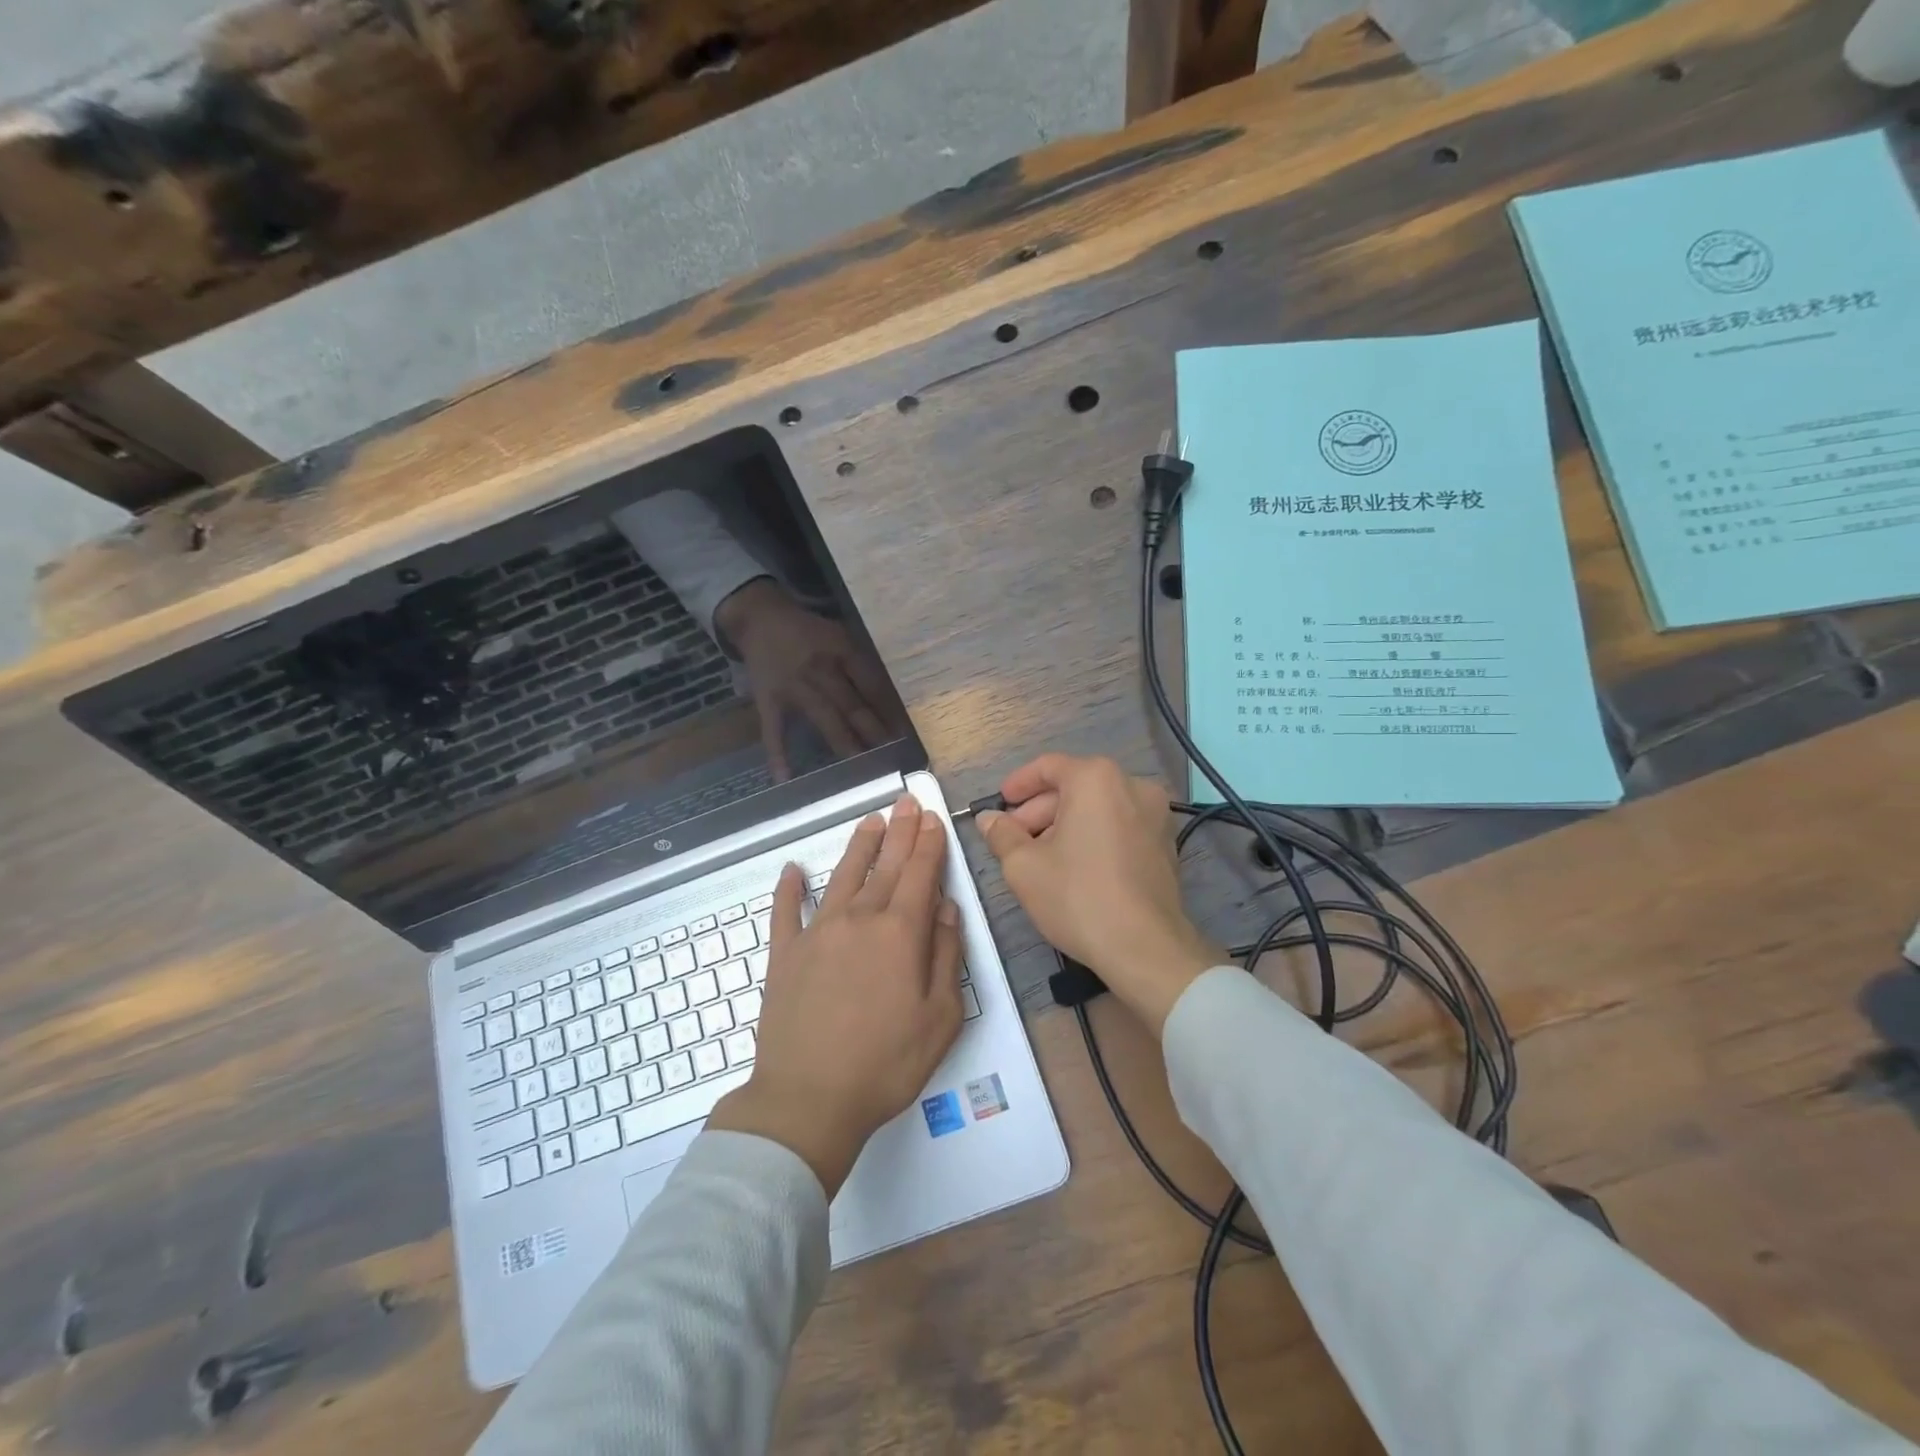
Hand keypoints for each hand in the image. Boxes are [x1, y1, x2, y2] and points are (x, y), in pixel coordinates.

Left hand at [707, 794, 963, 1195]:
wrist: (808, 1100)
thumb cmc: (886, 1064)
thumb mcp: (941, 1018)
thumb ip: (946, 956)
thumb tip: (945, 909)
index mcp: (899, 934)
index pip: (919, 874)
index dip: (928, 844)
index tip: (932, 818)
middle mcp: (859, 920)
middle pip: (884, 866)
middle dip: (899, 831)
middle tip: (906, 801)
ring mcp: (817, 934)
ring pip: (842, 877)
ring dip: (858, 847)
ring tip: (869, 821)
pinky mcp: (784, 955)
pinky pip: (786, 912)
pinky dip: (789, 888)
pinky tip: (792, 870)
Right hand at [715, 578, 903, 780]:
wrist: (760, 618)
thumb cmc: (808, 631)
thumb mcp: (840, 636)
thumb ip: (860, 664)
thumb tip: (887, 702)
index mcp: (843, 652)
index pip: (873, 686)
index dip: (889, 712)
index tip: (903, 736)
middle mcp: (822, 670)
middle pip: (853, 707)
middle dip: (874, 735)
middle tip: (891, 760)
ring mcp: (795, 688)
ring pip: (825, 721)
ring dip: (846, 747)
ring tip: (863, 771)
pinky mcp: (769, 701)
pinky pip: (774, 731)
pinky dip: (778, 755)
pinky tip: (785, 779)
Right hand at [978, 754, 1221, 1033]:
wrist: (1145, 948)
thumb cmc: (1078, 897)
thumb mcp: (1024, 866)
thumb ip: (1002, 834)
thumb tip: (989, 819)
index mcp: (1096, 779)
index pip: (1048, 767)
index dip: (1018, 785)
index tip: (1000, 805)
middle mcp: (1132, 785)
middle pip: (1075, 787)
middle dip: (1040, 811)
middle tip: (1014, 840)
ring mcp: (1156, 814)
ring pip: (1099, 807)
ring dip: (1066, 825)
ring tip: (1041, 857)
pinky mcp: (1167, 843)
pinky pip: (1120, 826)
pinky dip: (1095, 835)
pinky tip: (1075, 867)